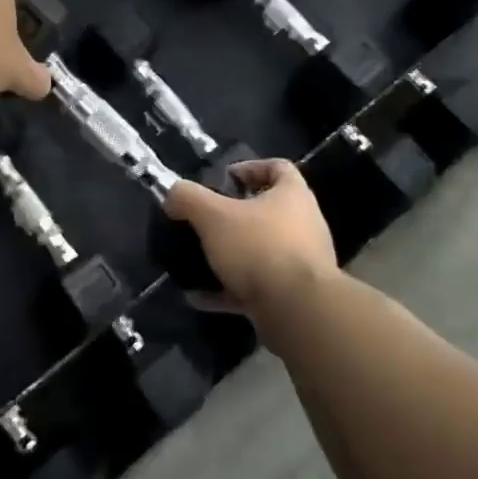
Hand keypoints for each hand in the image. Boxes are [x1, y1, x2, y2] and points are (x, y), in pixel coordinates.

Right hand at [162, 159, 339, 316]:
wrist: (297, 311)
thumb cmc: (259, 247)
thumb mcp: (213, 215)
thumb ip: (188, 198)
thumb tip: (172, 194)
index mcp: (293, 195)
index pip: (279, 167)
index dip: (251, 167)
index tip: (225, 178)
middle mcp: (305, 225)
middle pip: (270, 211)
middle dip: (237, 215)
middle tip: (208, 219)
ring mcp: (303, 263)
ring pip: (263, 251)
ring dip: (232, 256)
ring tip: (199, 260)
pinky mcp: (295, 296)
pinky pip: (257, 287)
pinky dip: (229, 290)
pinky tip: (200, 297)